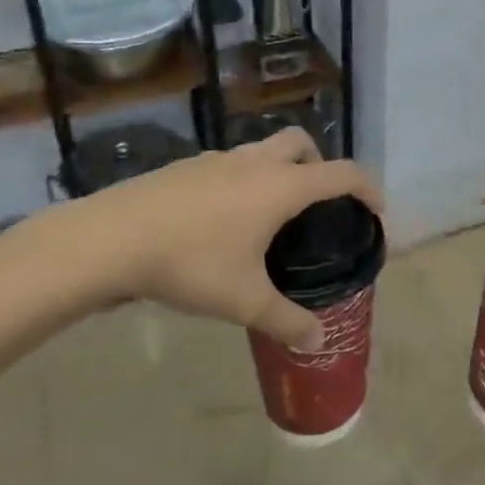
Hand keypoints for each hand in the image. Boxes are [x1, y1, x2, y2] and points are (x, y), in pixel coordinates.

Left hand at [21, 129, 381, 349]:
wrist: (109, 239)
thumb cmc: (190, 263)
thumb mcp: (243, 300)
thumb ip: (285, 320)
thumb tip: (318, 342)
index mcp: (281, 186)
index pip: (341, 174)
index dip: (367, 187)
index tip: (375, 210)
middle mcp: (255, 163)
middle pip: (302, 143)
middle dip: (319, 164)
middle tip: (316, 202)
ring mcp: (218, 161)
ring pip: (263, 151)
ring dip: (278, 170)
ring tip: (269, 216)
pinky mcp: (186, 168)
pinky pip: (230, 165)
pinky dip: (243, 180)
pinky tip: (222, 221)